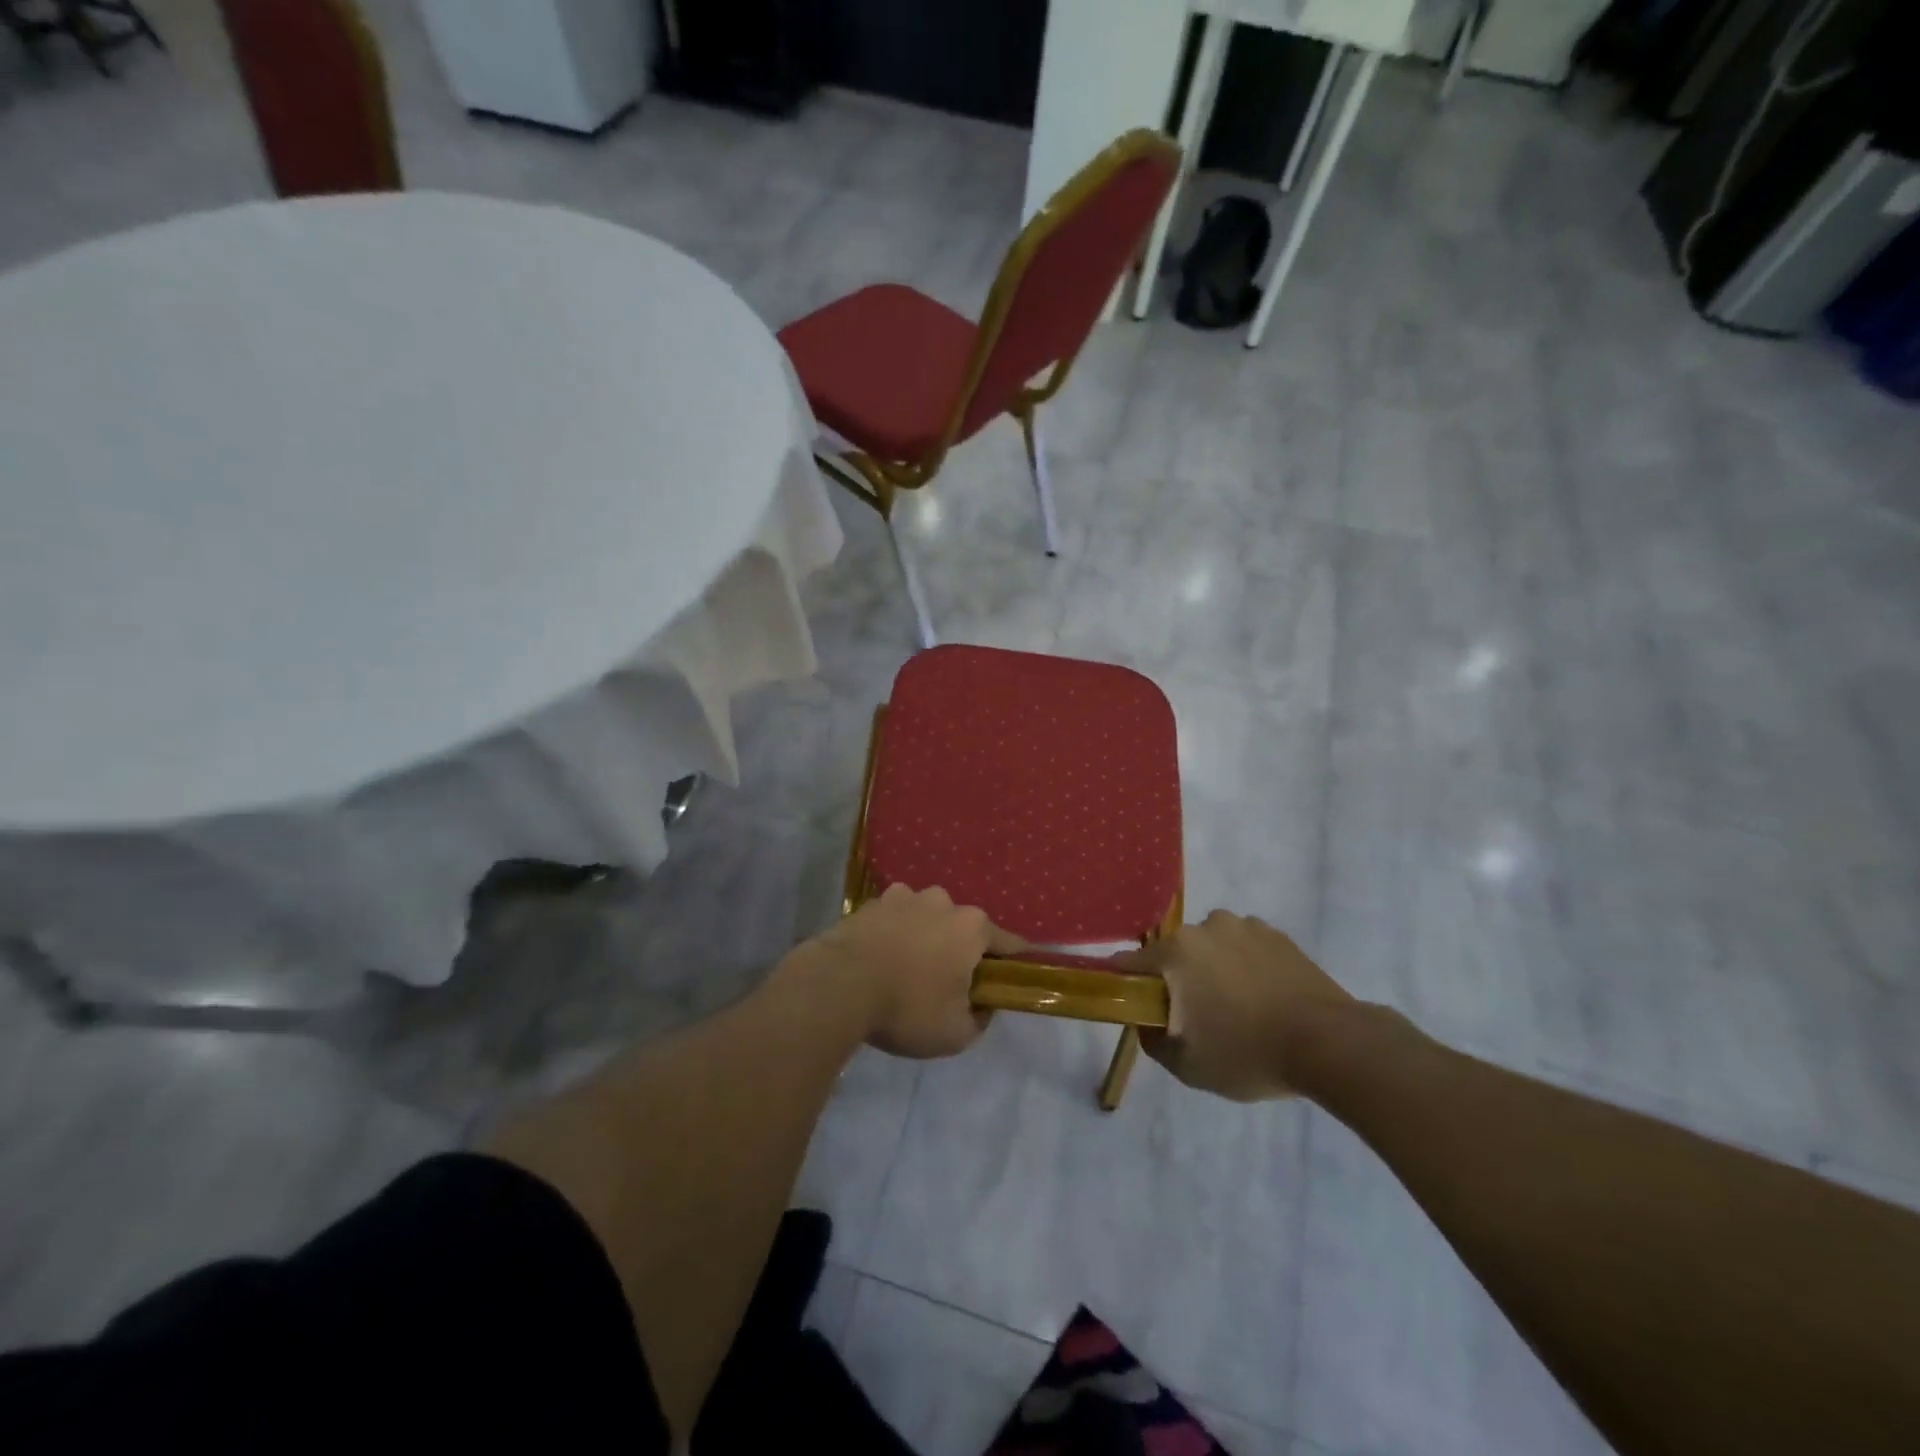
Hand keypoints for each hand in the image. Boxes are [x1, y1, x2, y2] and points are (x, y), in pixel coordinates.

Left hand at [791, 884, 1022, 1058]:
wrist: (838, 986)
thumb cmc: (908, 1007)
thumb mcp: (956, 1034)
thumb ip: (979, 1020)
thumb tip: (981, 1007)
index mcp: (972, 927)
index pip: (1008, 943)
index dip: (1013, 963)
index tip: (1012, 977)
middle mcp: (943, 901)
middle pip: (963, 928)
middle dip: (959, 951)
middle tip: (947, 984)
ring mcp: (904, 897)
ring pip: (926, 919)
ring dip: (924, 939)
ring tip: (907, 971)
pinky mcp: (870, 903)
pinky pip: (893, 919)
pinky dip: (893, 935)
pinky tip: (880, 960)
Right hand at [1119, 911, 1355, 1100]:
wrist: (1330, 1043)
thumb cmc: (1248, 1052)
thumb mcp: (1188, 1066)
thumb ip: (1154, 1041)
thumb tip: (1147, 1022)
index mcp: (1176, 953)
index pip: (1131, 962)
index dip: (1126, 983)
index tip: (1132, 1003)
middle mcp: (1205, 928)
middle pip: (1175, 953)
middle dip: (1178, 979)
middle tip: (1196, 1016)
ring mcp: (1245, 926)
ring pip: (1212, 946)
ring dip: (1214, 968)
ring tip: (1238, 1007)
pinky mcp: (1278, 935)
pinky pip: (1246, 947)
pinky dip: (1246, 966)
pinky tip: (1265, 997)